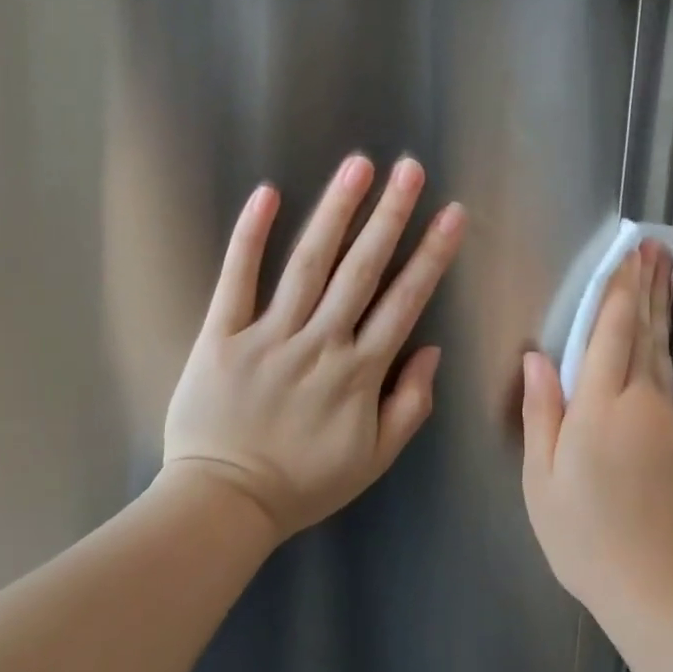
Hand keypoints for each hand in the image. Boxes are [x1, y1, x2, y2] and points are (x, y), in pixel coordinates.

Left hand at [160, 155, 465, 541]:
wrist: (221, 505)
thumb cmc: (304, 483)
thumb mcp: (374, 458)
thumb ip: (410, 404)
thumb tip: (431, 349)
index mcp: (359, 372)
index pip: (405, 301)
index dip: (431, 255)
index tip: (451, 213)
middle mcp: (320, 343)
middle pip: (361, 270)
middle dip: (390, 216)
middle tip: (410, 169)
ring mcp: (268, 335)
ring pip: (308, 264)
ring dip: (335, 212)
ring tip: (358, 166)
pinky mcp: (221, 335)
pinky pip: (236, 280)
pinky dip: (250, 237)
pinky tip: (267, 195)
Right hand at [521, 243, 672, 616]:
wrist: (658, 588)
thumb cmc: (584, 537)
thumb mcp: (543, 480)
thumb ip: (542, 412)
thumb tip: (537, 356)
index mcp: (601, 408)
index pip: (611, 332)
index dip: (618, 290)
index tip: (626, 253)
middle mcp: (641, 403)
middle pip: (644, 332)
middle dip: (647, 286)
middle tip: (654, 247)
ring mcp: (667, 420)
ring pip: (661, 352)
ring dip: (659, 310)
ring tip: (661, 274)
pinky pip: (666, 378)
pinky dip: (662, 346)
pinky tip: (658, 338)